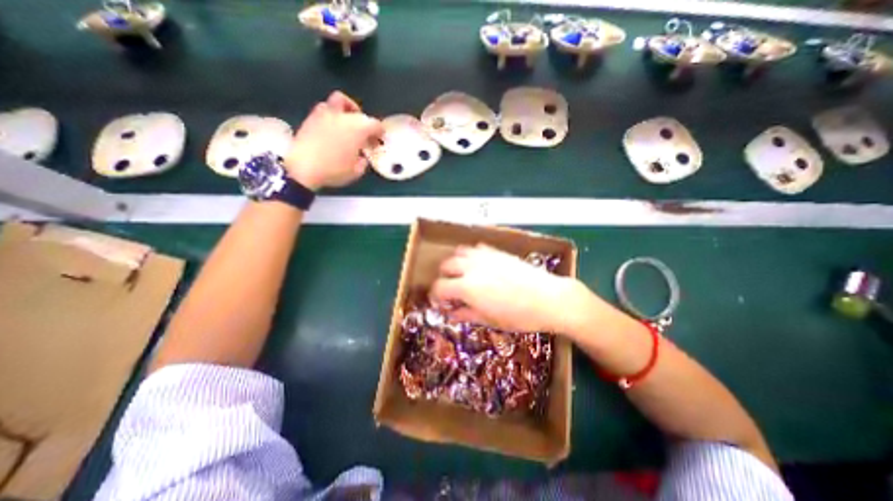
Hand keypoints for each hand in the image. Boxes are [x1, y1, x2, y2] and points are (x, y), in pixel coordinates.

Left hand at [283, 91, 381, 189]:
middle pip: (360, 113)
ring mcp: (326, 114)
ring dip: (348, 109)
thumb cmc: (334, 170)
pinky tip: (332, 127)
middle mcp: (344, 116)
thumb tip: (362, 157)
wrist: (302, 168)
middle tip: (365, 136)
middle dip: (366, 123)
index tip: (379, 140)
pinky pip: (326, 108)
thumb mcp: (356, 172)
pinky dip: (333, 114)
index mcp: (359, 128)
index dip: (380, 132)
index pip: (375, 124)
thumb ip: (363, 162)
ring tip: (348, 122)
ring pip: (340, 101)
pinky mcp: (311, 117)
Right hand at [429, 245, 590, 334]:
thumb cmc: (520, 315)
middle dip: (444, 277)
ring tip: (463, 274)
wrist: (550, 298)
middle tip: (451, 289)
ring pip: (459, 252)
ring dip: (456, 263)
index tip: (439, 302)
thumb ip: (466, 314)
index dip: (435, 295)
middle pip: (446, 265)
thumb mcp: (490, 320)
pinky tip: (480, 266)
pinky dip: (472, 255)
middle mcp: (472, 267)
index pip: (439, 286)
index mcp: (467, 287)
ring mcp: (485, 257)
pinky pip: (477, 248)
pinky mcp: (497, 252)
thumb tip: (451, 314)